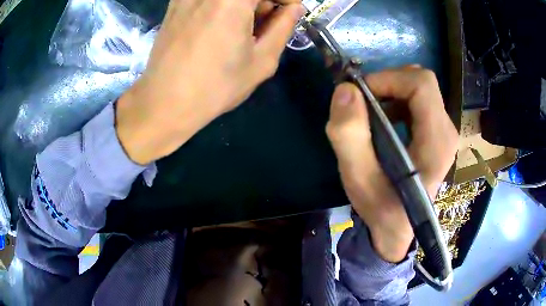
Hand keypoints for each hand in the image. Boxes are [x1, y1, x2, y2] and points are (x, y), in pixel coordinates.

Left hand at [116, 0, 303, 164]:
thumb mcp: (261, 60)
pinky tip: (217, 27)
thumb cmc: (215, 87)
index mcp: (233, 0)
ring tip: (239, 30)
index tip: (287, 14)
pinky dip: (221, 6)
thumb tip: (293, 8)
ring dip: (242, 5)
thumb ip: (284, 27)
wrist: (164, 103)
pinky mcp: (174, 4)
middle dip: (263, 2)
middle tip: (263, 26)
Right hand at [326, 66, 457, 261]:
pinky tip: (383, 120)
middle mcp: (446, 131)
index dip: (388, 79)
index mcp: (436, 141)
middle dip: (387, 83)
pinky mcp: (437, 133)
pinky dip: (396, 100)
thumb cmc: (381, 209)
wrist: (397, 229)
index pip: (421, 84)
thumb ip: (349, 136)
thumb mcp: (358, 179)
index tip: (360, 94)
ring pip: (419, 89)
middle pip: (421, 82)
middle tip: (362, 102)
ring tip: (370, 113)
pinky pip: (418, 101)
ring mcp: (444, 131)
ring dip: (390, 91)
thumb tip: (345, 90)